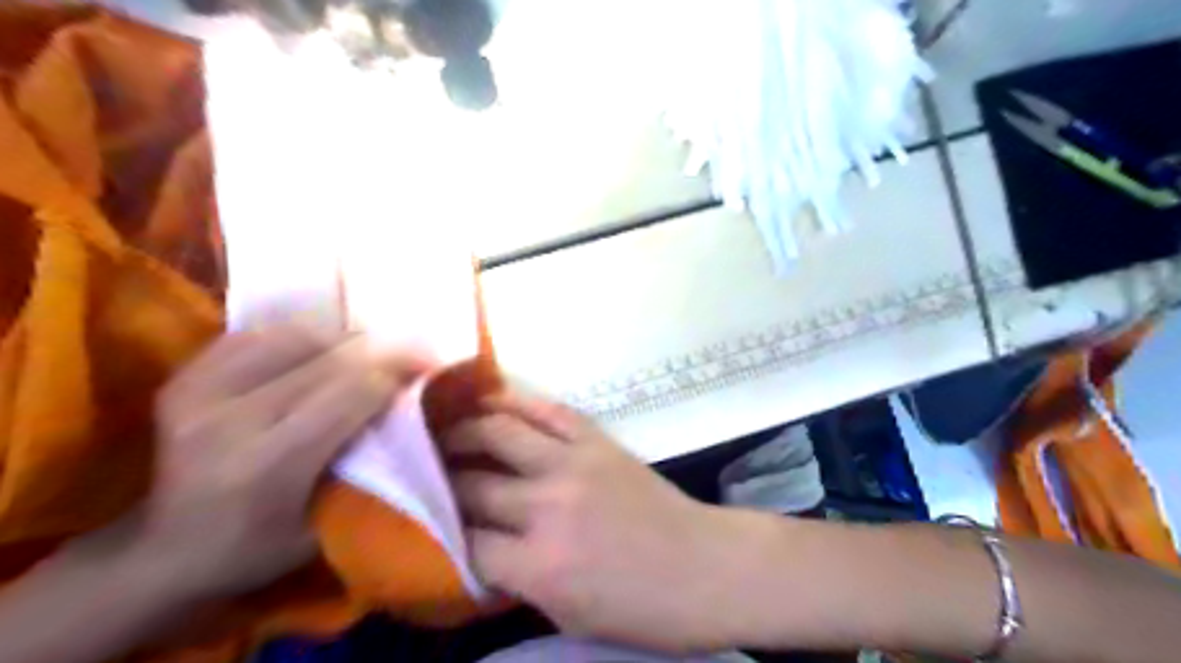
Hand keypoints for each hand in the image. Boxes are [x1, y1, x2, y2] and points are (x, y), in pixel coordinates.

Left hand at [136, 324, 432, 600]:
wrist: (163, 553)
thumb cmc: (255, 549)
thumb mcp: (325, 526)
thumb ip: (365, 466)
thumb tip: (406, 410)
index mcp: (267, 464)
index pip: (352, 393)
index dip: (397, 372)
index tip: (428, 365)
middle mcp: (229, 419)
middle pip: (329, 360)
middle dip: (381, 351)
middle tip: (412, 352)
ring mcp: (199, 392)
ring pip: (296, 338)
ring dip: (343, 339)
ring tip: (368, 351)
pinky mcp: (185, 378)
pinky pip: (258, 335)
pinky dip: (299, 336)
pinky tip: (320, 349)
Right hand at [442, 393, 755, 651]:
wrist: (705, 566)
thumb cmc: (641, 607)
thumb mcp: (567, 615)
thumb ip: (515, 579)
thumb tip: (475, 548)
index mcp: (539, 565)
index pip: (464, 543)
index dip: (438, 533)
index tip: (423, 524)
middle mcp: (547, 505)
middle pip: (471, 484)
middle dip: (439, 480)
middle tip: (419, 471)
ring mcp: (573, 462)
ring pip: (499, 432)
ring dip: (463, 429)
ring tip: (441, 430)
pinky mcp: (596, 440)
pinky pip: (546, 409)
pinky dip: (514, 400)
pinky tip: (490, 399)